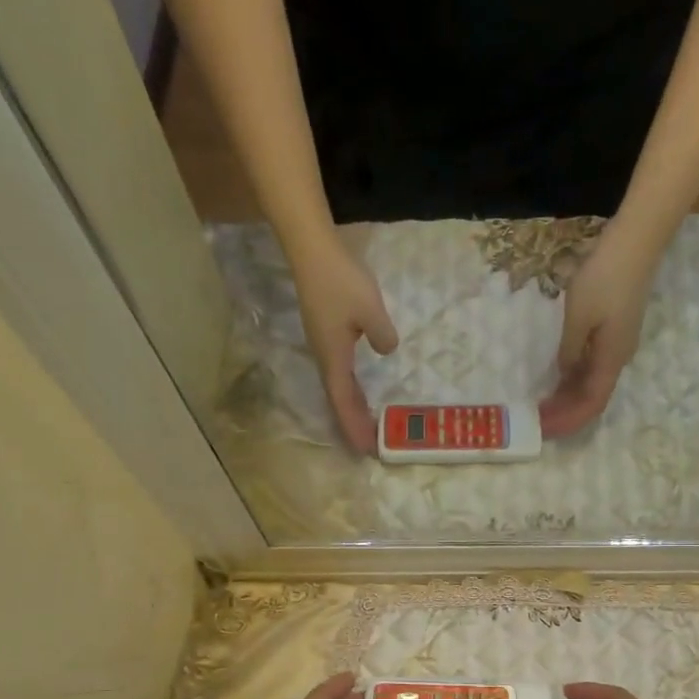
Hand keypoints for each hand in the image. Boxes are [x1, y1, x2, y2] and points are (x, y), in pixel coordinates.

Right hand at [292, 242, 398, 452]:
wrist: (311, 250)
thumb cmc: (340, 280)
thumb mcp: (370, 309)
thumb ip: (382, 335)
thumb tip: (387, 350)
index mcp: (334, 357)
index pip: (345, 401)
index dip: (355, 426)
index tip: (367, 449)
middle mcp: (325, 357)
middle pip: (339, 399)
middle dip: (354, 423)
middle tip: (370, 446)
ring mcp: (323, 346)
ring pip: (338, 387)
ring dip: (352, 408)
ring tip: (367, 425)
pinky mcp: (326, 334)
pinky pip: (340, 372)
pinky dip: (351, 388)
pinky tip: (360, 388)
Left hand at [540, 237, 650, 438]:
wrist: (635, 244)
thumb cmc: (605, 278)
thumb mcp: (578, 317)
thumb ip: (570, 350)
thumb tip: (565, 373)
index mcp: (611, 358)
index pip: (591, 403)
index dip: (568, 420)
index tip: (543, 428)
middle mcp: (618, 358)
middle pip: (592, 397)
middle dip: (565, 413)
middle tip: (537, 421)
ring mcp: (618, 345)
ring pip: (592, 383)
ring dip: (569, 398)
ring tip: (543, 405)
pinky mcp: (614, 332)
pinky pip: (593, 366)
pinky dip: (575, 378)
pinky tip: (558, 379)